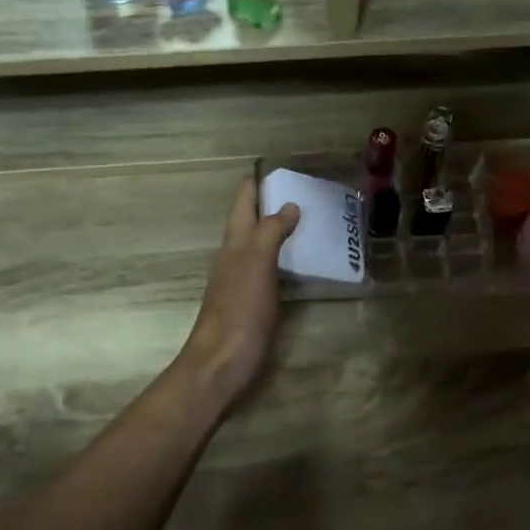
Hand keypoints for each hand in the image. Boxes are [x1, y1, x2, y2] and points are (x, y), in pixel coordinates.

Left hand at [180, 176, 298, 403]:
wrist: (221, 361)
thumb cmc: (240, 308)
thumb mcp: (257, 262)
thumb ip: (271, 231)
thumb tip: (288, 205)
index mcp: (234, 242)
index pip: (243, 201)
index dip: (257, 182)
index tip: (279, 167)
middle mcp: (234, 256)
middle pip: (249, 221)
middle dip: (270, 204)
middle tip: (304, 193)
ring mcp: (240, 281)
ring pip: (258, 245)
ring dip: (277, 231)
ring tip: (307, 222)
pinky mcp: (250, 303)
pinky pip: (268, 269)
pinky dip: (282, 259)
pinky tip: (298, 264)